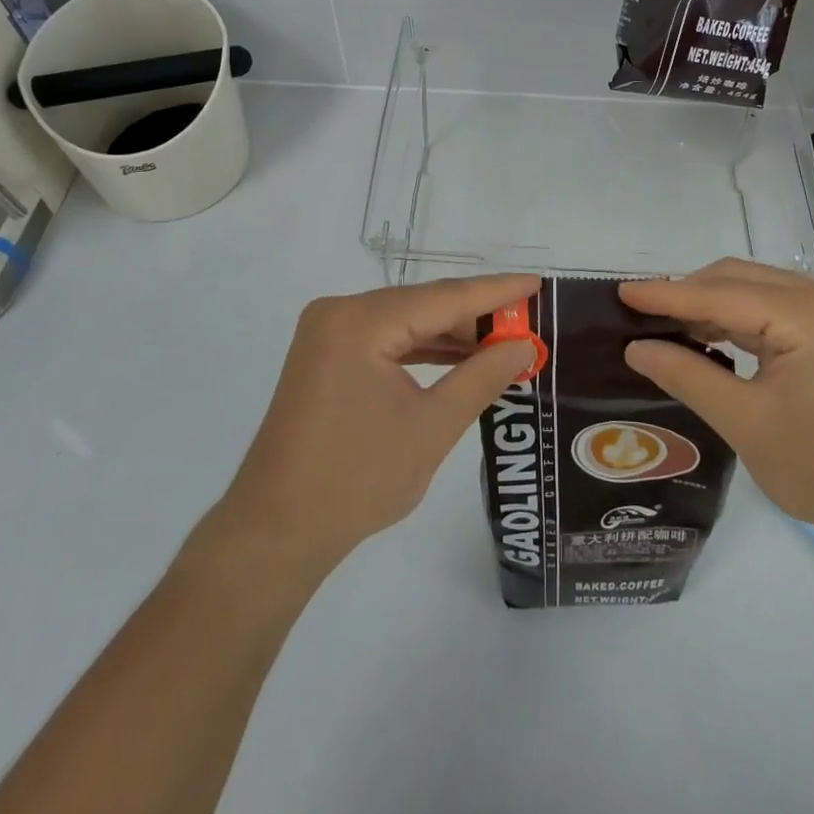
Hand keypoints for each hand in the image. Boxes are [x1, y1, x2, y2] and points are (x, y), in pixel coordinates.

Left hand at [212, 274, 540, 573]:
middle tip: (527, 323)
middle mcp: (340, 312)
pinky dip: (421, 348)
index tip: (538, 284)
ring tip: (503, 342)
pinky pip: (385, 339)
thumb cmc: (357, 480)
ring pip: (405, 320)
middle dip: (475, 316)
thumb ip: (482, 377)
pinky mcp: (326, 354)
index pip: (443, 298)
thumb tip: (524, 345)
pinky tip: (458, 357)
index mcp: (360, 322)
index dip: (496, 291)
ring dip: (450, 333)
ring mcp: (328, 332)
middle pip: (422, 304)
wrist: (276, 530)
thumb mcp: (432, 427)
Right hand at [618, 260, 813, 547]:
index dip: (666, 295)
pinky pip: (772, 309)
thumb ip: (687, 376)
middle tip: (639, 316)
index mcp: (808, 313)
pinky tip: (709, 339)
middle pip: (736, 279)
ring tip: (665, 327)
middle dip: (686, 294)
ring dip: (709, 305)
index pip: (719, 295)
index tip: (620, 294)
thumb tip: (635, 348)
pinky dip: (735, 319)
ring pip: (753, 290)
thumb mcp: (746, 423)